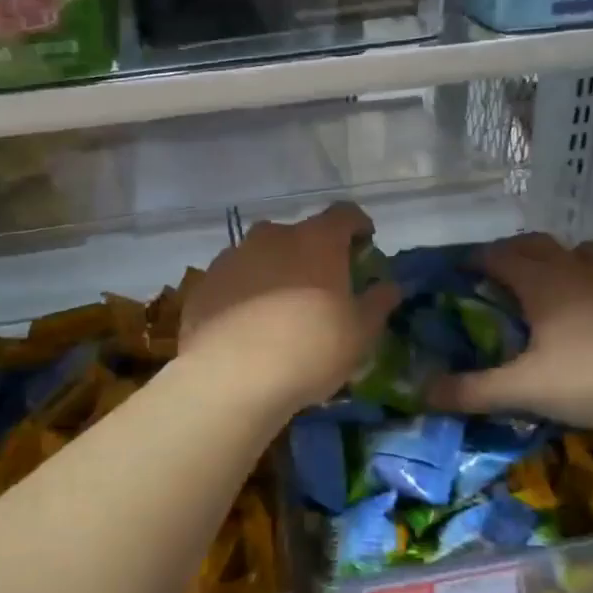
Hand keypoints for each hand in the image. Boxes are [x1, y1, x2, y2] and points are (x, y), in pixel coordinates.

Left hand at [180, 203, 401, 416]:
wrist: (230, 378)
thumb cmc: (310, 350)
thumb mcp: (360, 334)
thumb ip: (377, 304)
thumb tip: (390, 287)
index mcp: (316, 240)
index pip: (345, 214)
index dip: (358, 226)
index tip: (364, 245)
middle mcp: (272, 237)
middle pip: (299, 234)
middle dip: (312, 253)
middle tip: (320, 287)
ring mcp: (232, 257)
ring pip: (261, 256)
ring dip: (274, 272)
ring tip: (279, 310)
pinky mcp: (203, 284)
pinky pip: (233, 280)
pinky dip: (243, 293)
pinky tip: (246, 327)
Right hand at [428, 233, 592, 429]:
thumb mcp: (525, 388)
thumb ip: (473, 390)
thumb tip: (424, 393)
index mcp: (543, 282)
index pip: (498, 255)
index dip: (474, 260)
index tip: (456, 272)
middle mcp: (575, 270)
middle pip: (537, 243)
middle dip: (511, 252)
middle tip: (495, 276)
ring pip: (578, 251)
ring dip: (556, 257)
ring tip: (546, 282)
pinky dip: (588, 278)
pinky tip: (590, 308)